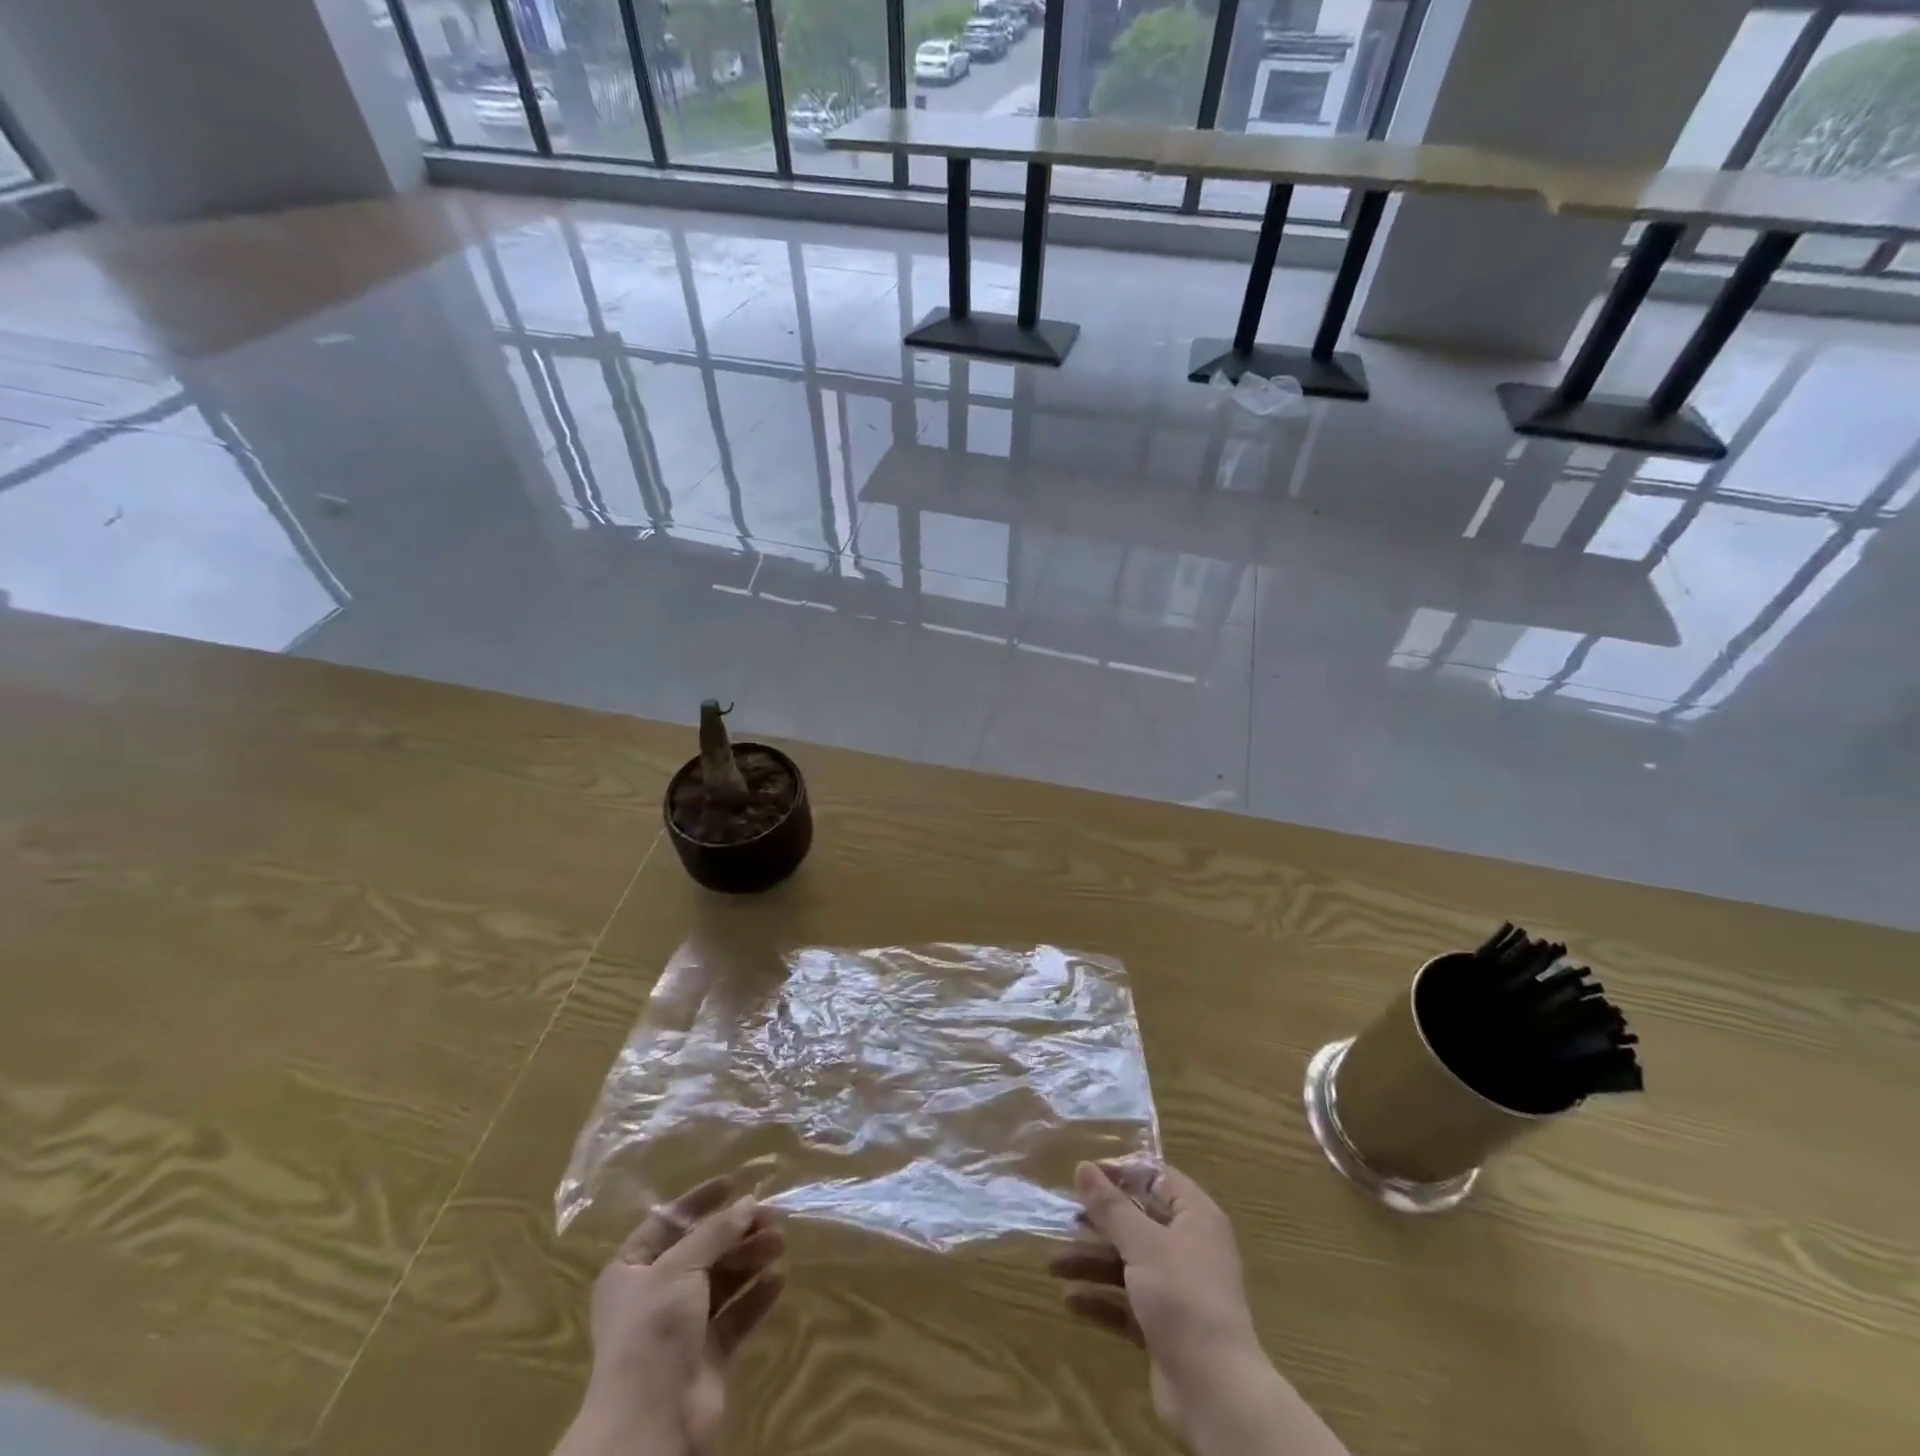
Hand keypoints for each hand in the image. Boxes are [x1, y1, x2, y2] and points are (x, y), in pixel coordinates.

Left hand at [557, 1176, 786, 1455]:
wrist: (651, 1424)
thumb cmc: (653, 1331)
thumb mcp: (680, 1268)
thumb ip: (716, 1232)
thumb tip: (749, 1203)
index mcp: (632, 1270)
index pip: (668, 1222)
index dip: (700, 1201)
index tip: (734, 1182)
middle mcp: (655, 1294)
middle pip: (702, 1250)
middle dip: (736, 1231)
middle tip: (772, 1216)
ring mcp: (682, 1326)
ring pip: (722, 1279)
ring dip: (751, 1258)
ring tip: (780, 1243)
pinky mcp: (708, 1353)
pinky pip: (736, 1314)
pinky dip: (757, 1295)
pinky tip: (779, 1279)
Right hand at [1051, 1160, 1348, 1455]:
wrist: (1215, 1392)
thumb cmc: (1182, 1297)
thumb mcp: (1142, 1243)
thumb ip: (1110, 1206)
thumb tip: (1082, 1166)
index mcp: (1195, 1216)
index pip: (1156, 1178)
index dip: (1120, 1173)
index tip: (1084, 1175)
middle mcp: (1189, 1247)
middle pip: (1138, 1221)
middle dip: (1099, 1222)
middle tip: (1064, 1219)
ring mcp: (1177, 1289)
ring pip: (1128, 1263)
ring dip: (1092, 1262)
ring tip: (1053, 1265)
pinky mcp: (1165, 1327)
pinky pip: (1128, 1303)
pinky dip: (1101, 1300)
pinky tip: (1070, 1301)